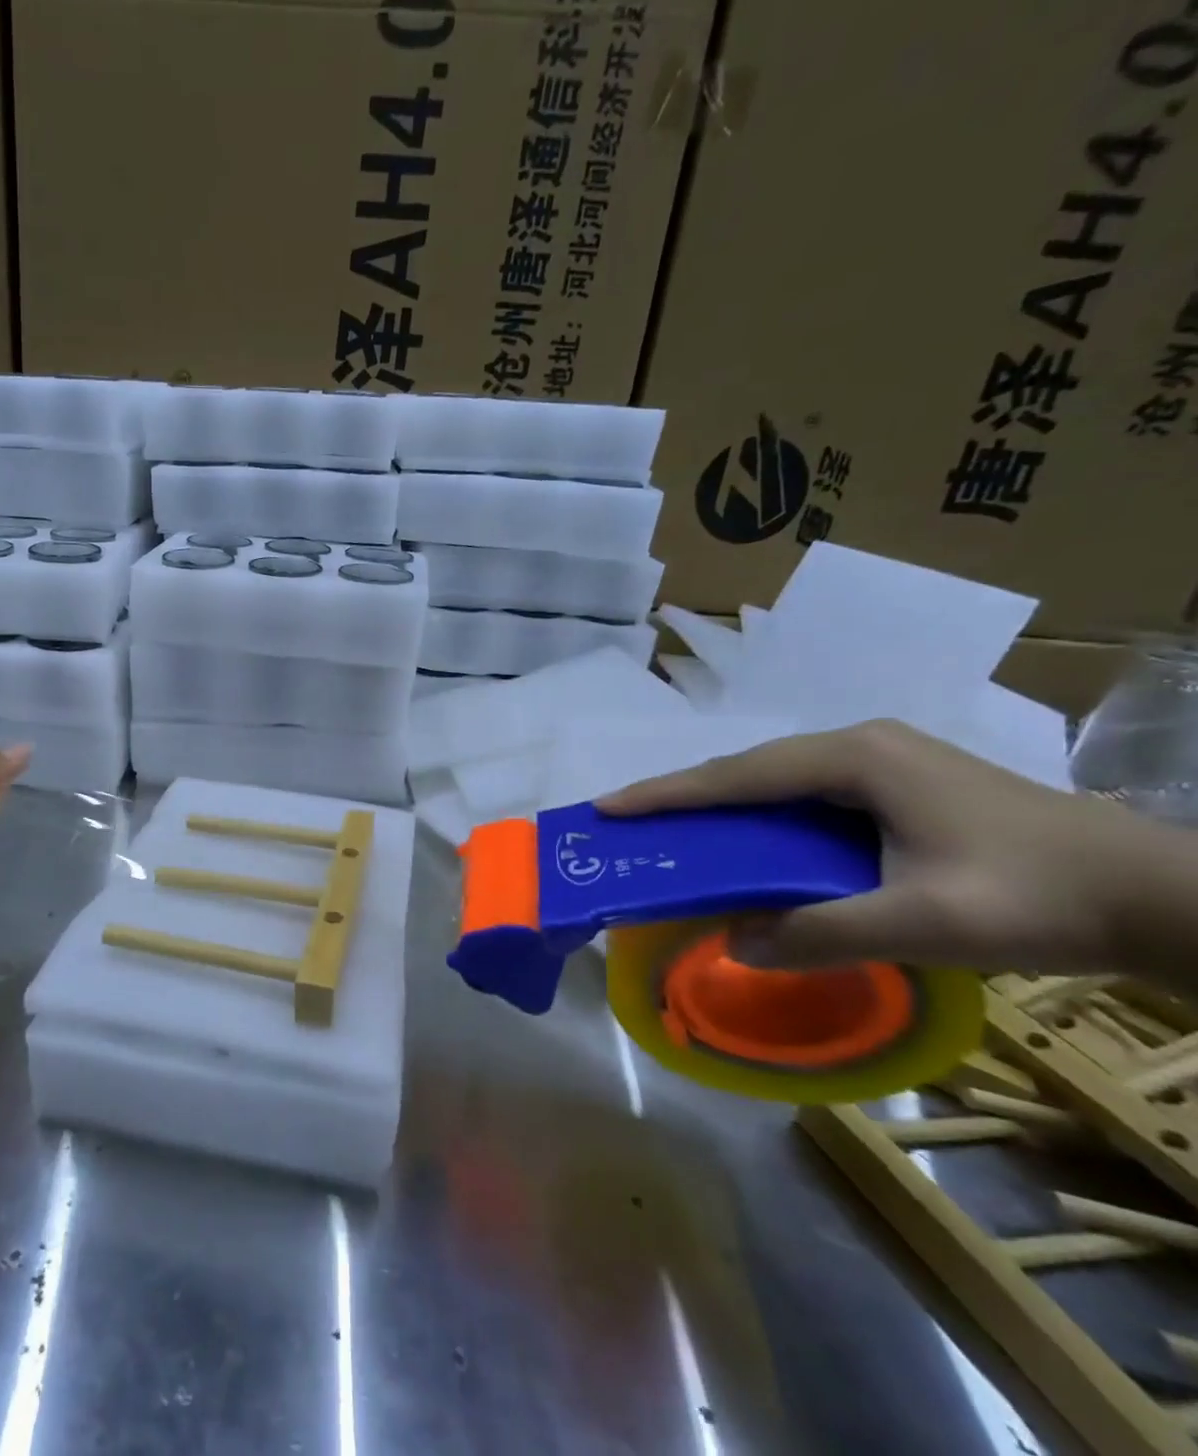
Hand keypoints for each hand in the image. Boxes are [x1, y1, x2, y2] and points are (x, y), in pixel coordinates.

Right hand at [595, 719, 1154, 974]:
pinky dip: (761, 818)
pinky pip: (803, 795)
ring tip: (676, 834)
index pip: (736, 776)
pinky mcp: (897, 783)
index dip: (666, 794)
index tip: (607, 808)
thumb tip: (736, 945)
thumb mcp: (925, 924)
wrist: (1161, 894)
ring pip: (774, 782)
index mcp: (854, 760)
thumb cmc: (1037, 896)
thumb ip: (823, 933)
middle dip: (684, 797)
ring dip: (722, 807)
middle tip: (631, 823)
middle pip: (747, 771)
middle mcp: (858, 746)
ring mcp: (881, 760)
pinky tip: (749, 843)